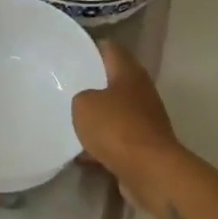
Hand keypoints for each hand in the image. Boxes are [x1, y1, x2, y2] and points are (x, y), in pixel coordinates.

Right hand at [72, 41, 179, 179]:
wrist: (150, 171)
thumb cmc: (116, 127)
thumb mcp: (83, 104)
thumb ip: (81, 97)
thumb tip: (88, 103)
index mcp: (129, 72)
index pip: (111, 48)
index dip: (93, 48)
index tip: (73, 53)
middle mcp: (142, 92)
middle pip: (115, 81)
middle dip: (93, 85)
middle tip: (67, 88)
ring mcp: (147, 120)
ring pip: (117, 112)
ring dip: (99, 117)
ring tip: (72, 122)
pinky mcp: (145, 146)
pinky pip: (119, 139)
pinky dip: (103, 144)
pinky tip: (83, 154)